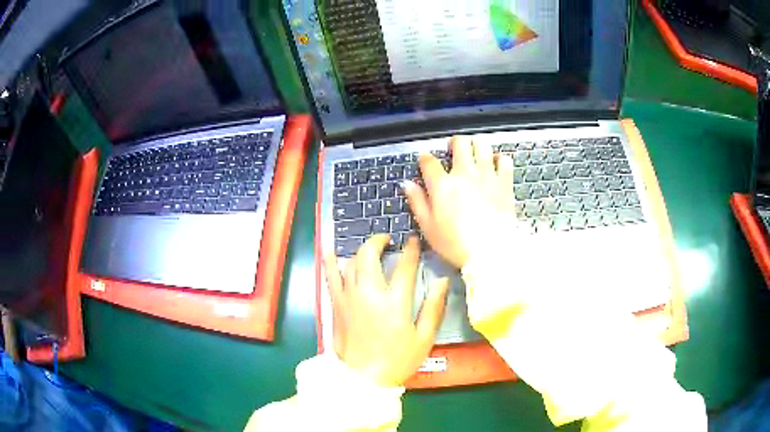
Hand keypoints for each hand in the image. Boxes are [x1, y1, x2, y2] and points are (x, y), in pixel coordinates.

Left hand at [323, 234, 449, 386]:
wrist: (362, 378)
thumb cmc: (397, 359)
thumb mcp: (423, 338)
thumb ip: (434, 307)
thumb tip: (441, 280)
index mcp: (394, 302)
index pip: (404, 266)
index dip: (410, 250)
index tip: (413, 240)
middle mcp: (369, 293)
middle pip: (370, 255)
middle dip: (379, 241)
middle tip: (388, 240)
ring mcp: (349, 297)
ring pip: (351, 262)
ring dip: (361, 250)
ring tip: (370, 249)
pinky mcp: (336, 304)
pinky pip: (331, 276)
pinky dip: (331, 261)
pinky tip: (332, 251)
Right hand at [404, 136, 516, 267]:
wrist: (492, 252)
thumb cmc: (456, 244)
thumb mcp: (428, 228)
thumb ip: (417, 202)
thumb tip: (407, 184)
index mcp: (442, 185)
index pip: (429, 161)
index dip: (424, 158)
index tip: (424, 160)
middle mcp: (464, 173)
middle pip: (460, 143)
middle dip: (454, 143)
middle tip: (453, 150)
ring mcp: (487, 175)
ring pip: (482, 145)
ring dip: (476, 145)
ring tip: (474, 154)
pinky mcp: (505, 182)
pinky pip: (504, 160)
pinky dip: (499, 159)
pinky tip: (495, 165)